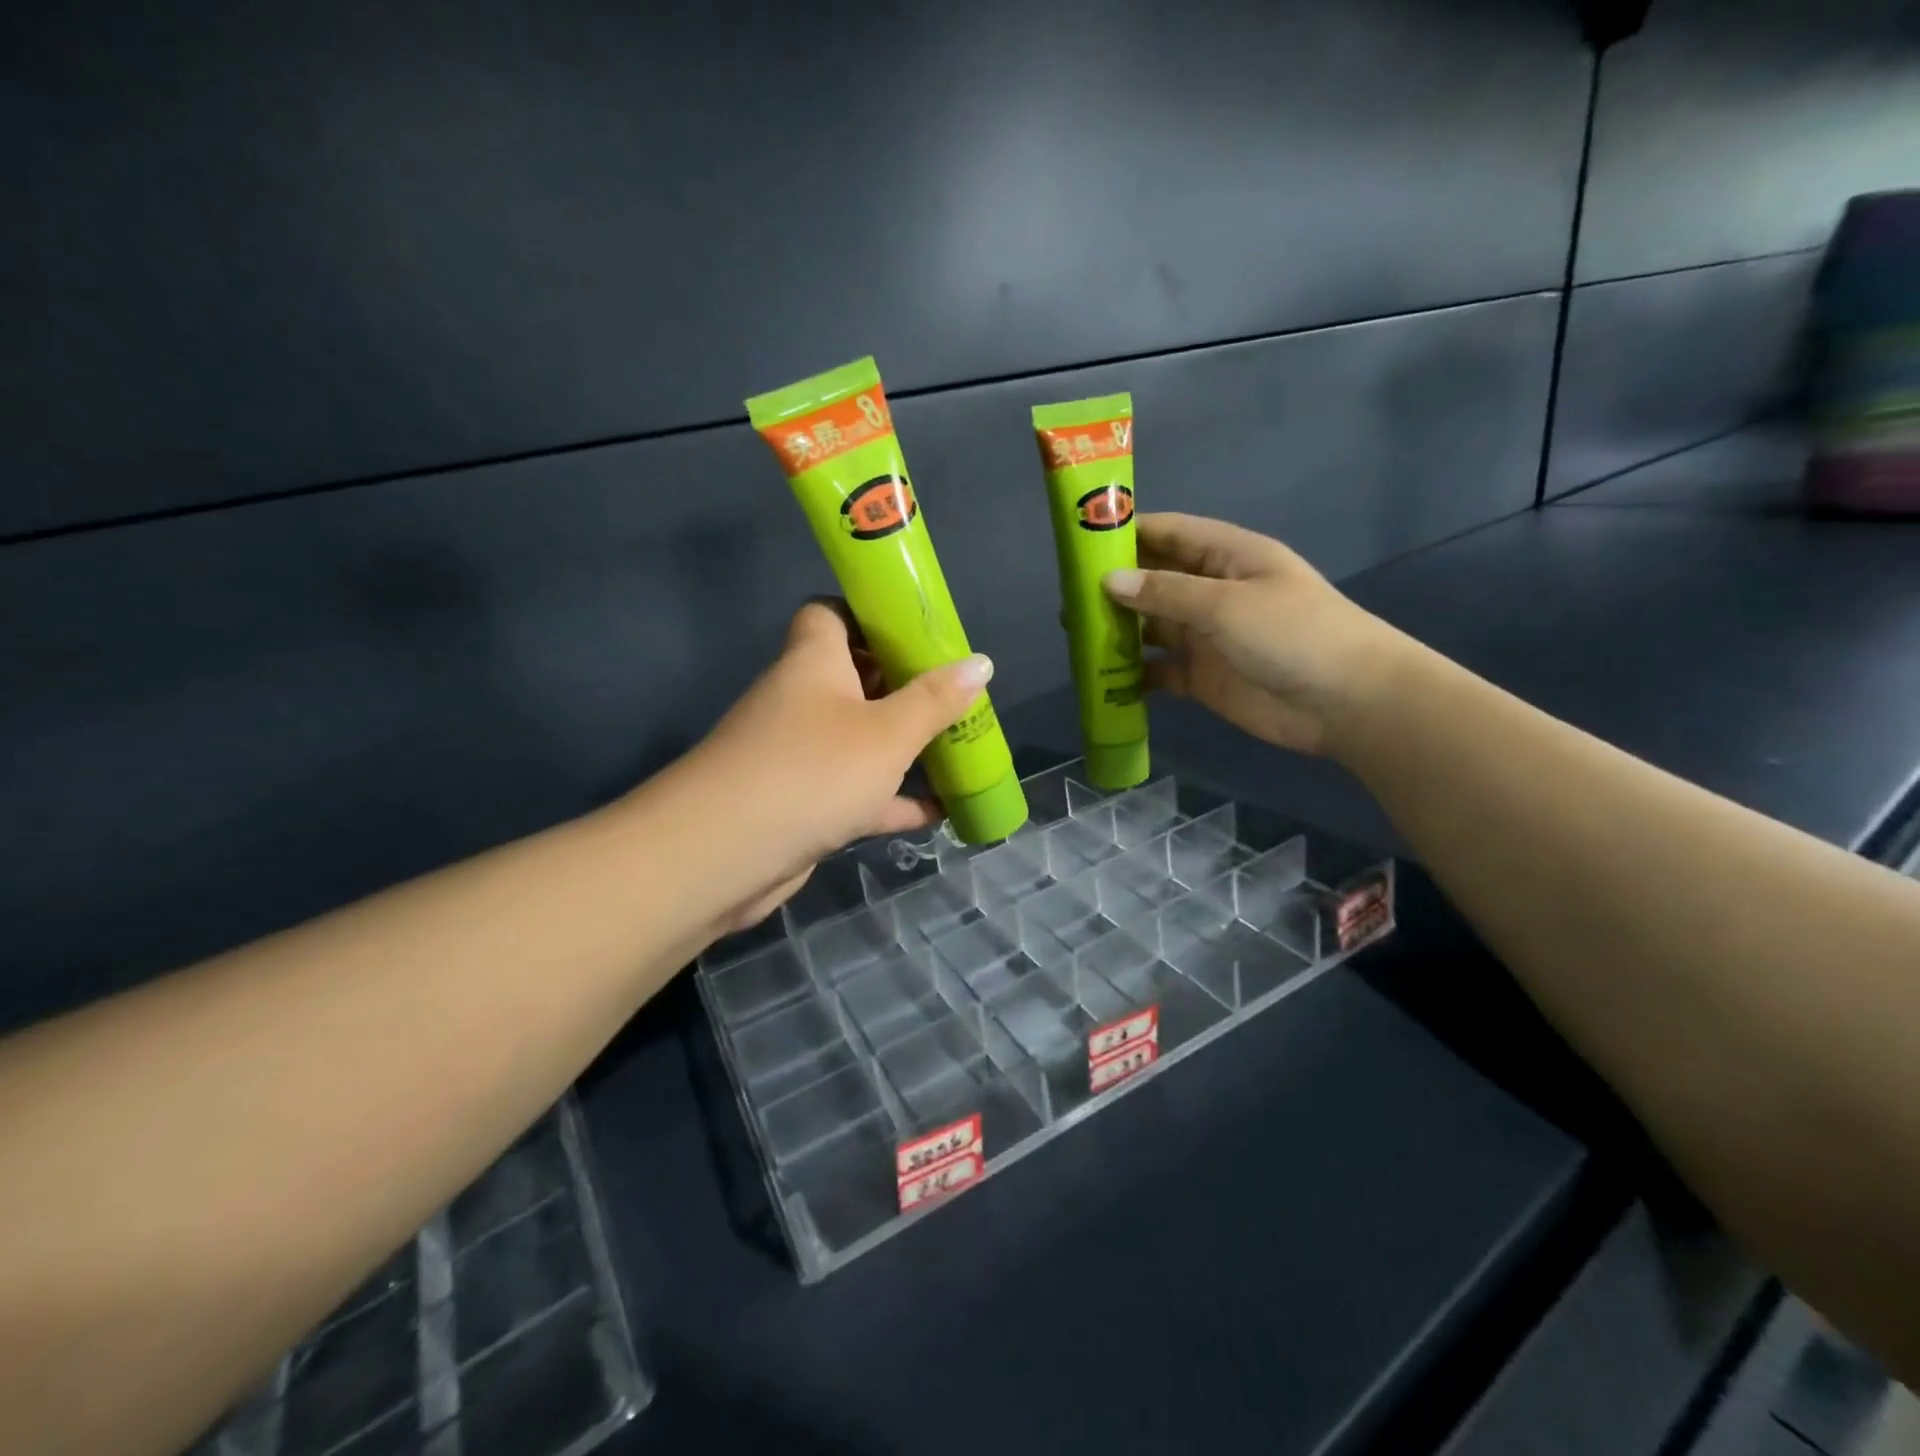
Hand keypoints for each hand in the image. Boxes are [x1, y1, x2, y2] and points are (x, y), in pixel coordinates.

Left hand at [680, 601, 993, 930]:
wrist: (723, 857)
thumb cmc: (814, 771)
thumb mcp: (888, 733)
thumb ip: (935, 700)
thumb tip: (981, 662)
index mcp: (813, 663)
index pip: (829, 613)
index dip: (869, 615)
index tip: (917, 632)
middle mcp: (801, 701)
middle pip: (854, 677)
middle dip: (903, 685)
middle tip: (954, 694)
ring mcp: (797, 755)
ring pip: (858, 739)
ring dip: (902, 746)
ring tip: (956, 748)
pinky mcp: (801, 804)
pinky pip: (855, 792)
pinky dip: (891, 799)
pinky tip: (938, 812)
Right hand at [1103, 513, 1407, 757]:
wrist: (1347, 703)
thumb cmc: (1293, 635)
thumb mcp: (1226, 605)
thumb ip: (1165, 593)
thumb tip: (1108, 581)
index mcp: (1226, 556)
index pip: (1168, 533)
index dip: (1126, 533)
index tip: (1079, 540)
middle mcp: (1212, 591)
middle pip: (1153, 579)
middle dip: (1113, 584)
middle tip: (1065, 593)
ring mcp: (1206, 636)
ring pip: (1150, 626)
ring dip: (1117, 629)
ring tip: (1073, 633)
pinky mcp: (1202, 677)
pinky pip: (1157, 670)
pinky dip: (1132, 674)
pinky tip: (1101, 677)